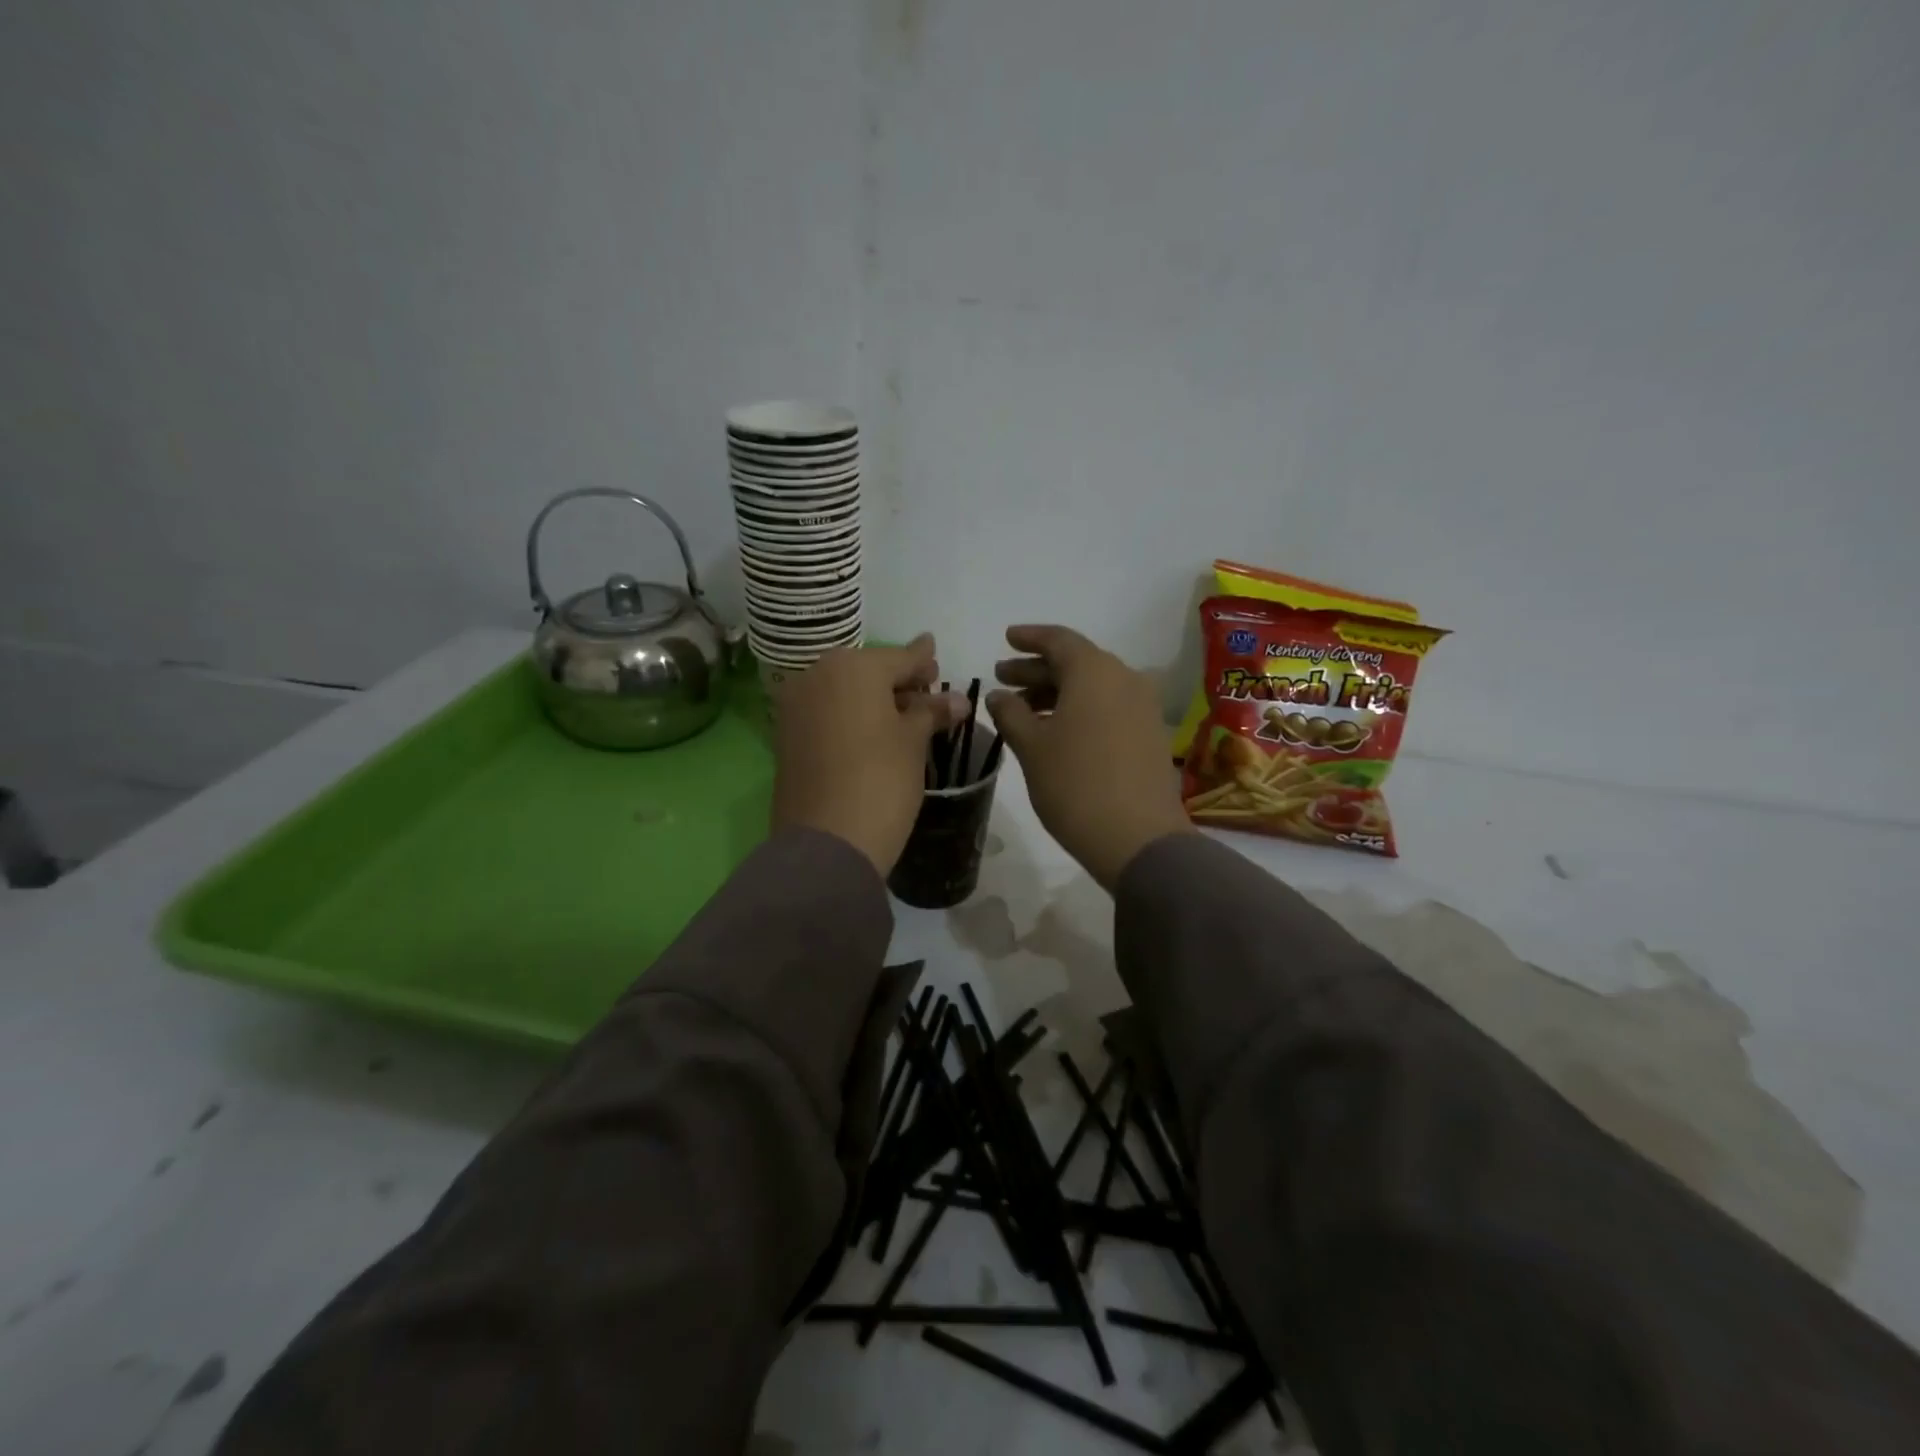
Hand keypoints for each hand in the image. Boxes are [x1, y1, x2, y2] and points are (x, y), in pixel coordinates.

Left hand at [771, 635, 967, 875]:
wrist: (826, 843)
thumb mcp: (913, 742)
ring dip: (874, 699)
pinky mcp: (786, 735)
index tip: (936, 652)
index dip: (923, 660)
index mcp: (852, 667)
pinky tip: (873, 732)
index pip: (899, 657)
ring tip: (905, 716)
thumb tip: (958, 700)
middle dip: (898, 680)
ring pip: (844, 691)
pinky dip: (850, 715)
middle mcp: (817, 675)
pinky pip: (827, 712)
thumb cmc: (881, 781)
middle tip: (927, 692)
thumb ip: (931, 712)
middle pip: (868, 671)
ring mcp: (796, 705)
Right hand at [986, 625, 1193, 888]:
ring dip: (1057, 690)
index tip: (1006, 639)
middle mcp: (1124, 678)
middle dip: (1037, 668)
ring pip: (1093, 686)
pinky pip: (1109, 705)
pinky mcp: (1151, 733)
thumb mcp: (1031, 747)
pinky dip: (1080, 708)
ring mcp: (1143, 706)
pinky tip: (1056, 728)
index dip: (1028, 638)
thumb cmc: (1075, 785)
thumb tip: (999, 694)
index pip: (1058, 639)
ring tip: (1023, 708)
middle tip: (1003, 676)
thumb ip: (1011, 713)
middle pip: (1076, 662)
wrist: (1138, 838)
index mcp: (1094, 671)